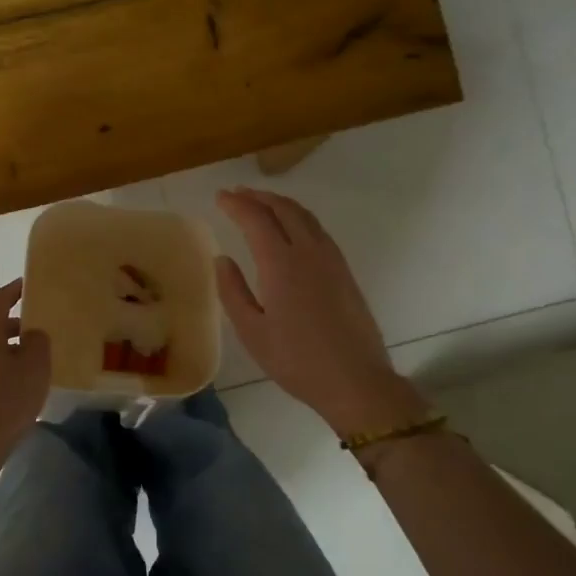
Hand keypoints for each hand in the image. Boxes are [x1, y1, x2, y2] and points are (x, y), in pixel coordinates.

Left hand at [0, 279, 52, 479]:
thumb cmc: (5, 400)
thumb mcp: (36, 366)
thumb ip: (37, 341)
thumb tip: (29, 335)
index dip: (14, 291)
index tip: (28, 287)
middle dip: (12, 326)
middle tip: (35, 333)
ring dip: (1, 350)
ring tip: (26, 364)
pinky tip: (9, 386)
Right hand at [215, 188, 428, 438]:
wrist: (355, 380)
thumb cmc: (296, 360)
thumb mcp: (252, 331)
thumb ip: (232, 291)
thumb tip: (222, 259)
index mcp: (281, 264)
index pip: (256, 219)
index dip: (236, 204)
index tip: (220, 197)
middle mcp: (308, 252)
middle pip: (283, 209)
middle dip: (258, 197)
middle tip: (237, 194)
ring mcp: (331, 259)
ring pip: (304, 216)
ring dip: (280, 203)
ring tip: (260, 203)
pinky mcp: (344, 270)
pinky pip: (318, 229)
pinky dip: (298, 217)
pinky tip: (291, 228)